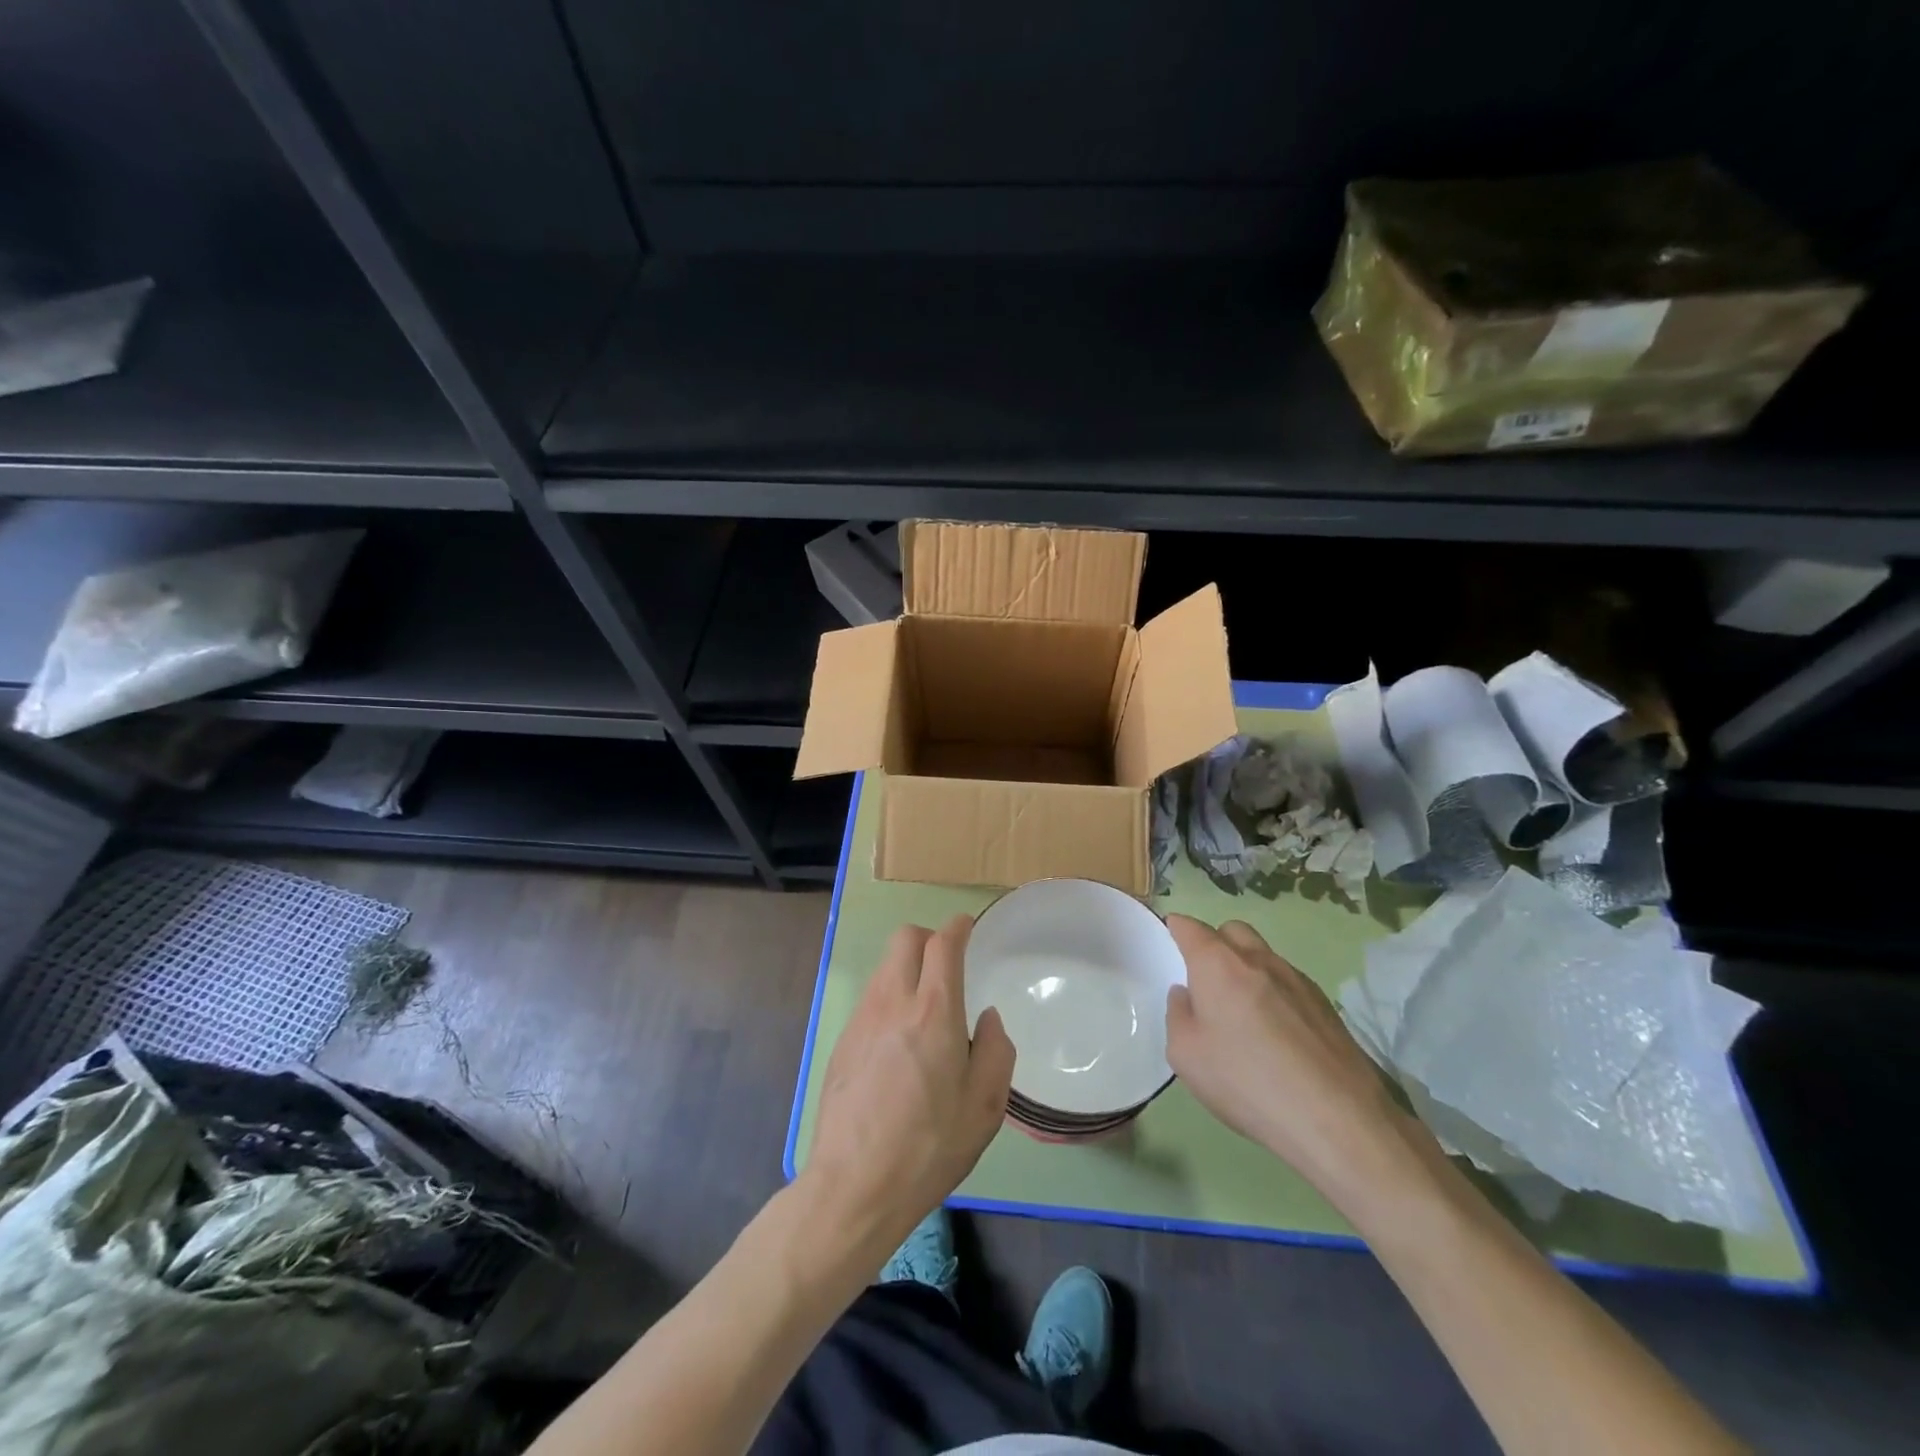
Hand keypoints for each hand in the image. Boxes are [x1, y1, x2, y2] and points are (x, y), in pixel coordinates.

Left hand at [802, 916, 1015, 1257]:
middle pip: (905, 938)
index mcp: (933, 1012)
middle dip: (929, 938)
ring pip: (885, 966)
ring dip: (908, 968)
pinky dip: (891, 998)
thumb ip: (995, 1050)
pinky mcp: (843, 1040)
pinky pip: (872, 998)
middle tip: (947, 964)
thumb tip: (986, 1018)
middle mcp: (893, 1002)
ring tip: (926, 1008)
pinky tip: (900, 1041)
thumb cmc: (929, 1147)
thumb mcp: (984, 1108)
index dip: (958, 927)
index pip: (942, 944)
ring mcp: (862, 1019)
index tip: (967, 927)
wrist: (854, 1186)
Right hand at [1165, 916, 1433, 1211]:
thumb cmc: (1246, 1082)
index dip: (1175, 929)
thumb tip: (1187, 995)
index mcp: (1217, 964)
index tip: (1169, 943)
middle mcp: (1257, 959)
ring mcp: (1296, 978)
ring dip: (1246, 969)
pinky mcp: (1325, 1004)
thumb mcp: (1185, 1055)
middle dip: (1214, 943)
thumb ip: (1177, 1015)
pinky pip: (1287, 982)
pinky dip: (1273, 993)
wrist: (1336, 1118)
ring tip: (1242, 1012)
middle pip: (1230, 931)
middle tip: (1205, 981)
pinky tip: (1276, 1034)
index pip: (1189, 927)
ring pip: (1262, 955)